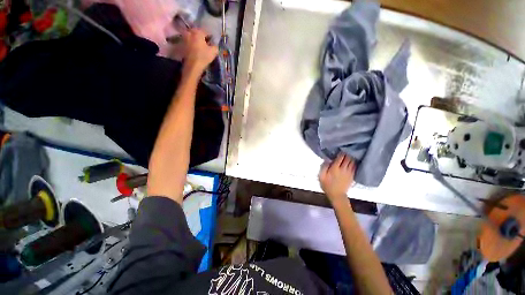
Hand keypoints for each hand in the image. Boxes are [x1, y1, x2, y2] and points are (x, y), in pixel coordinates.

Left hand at [182, 28, 217, 74]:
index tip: (213, 40)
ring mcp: (184, 38)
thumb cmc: (203, 57)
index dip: (210, 36)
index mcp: (198, 32)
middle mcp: (190, 32)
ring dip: (195, 39)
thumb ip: (215, 46)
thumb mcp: (213, 52)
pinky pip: (188, 42)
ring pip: (192, 36)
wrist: (193, 66)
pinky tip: (195, 48)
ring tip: (200, 45)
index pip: (206, 31)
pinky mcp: (182, 45)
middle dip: (201, 36)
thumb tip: (214, 44)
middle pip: (197, 32)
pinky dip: (192, 43)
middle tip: (206, 41)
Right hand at [319, 153, 355, 203]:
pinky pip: (355, 167)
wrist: (337, 195)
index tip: (341, 148)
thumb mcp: (321, 176)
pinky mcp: (352, 176)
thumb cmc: (327, 185)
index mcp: (335, 168)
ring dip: (352, 157)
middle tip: (347, 149)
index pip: (340, 157)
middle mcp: (343, 169)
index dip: (341, 152)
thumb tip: (327, 159)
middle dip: (348, 153)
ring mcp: (349, 173)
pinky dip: (355, 162)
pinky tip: (354, 160)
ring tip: (351, 153)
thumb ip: (324, 167)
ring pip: (353, 162)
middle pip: (348, 158)